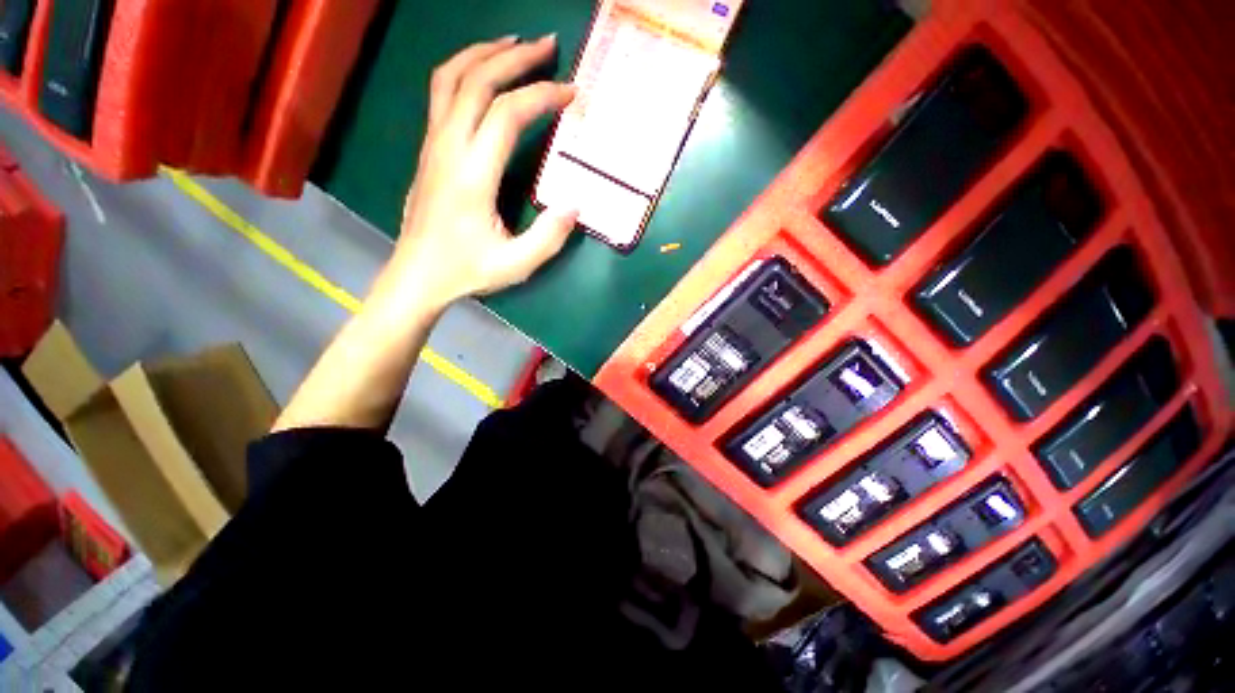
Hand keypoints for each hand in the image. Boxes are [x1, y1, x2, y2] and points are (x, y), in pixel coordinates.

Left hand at [372, 35, 577, 313]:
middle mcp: (448, 148)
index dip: (542, 96)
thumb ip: (549, 237)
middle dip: (516, 57)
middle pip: (477, 80)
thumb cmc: (466, 271)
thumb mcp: (516, 265)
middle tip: (549, 46)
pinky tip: (484, 73)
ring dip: (485, 53)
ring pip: (451, 77)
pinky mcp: (429, 149)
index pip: (507, 114)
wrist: (418, 275)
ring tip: (515, 44)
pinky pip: (441, 93)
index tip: (571, 93)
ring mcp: (433, 144)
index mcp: (472, 175)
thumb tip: (575, 204)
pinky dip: (465, 70)